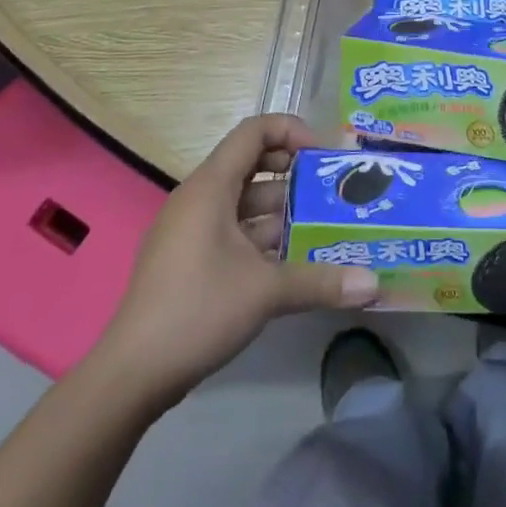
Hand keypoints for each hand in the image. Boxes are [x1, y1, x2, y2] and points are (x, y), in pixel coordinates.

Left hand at [88, 114, 377, 406]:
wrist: (131, 375)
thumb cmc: (197, 310)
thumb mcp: (265, 292)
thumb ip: (321, 281)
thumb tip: (374, 285)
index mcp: (210, 187)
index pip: (254, 131)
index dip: (292, 132)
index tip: (325, 156)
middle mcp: (199, 198)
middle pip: (252, 165)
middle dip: (295, 174)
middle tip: (333, 192)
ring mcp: (191, 230)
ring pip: (245, 203)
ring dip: (284, 211)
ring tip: (324, 228)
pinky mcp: (190, 259)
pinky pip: (234, 230)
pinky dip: (264, 237)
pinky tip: (294, 262)